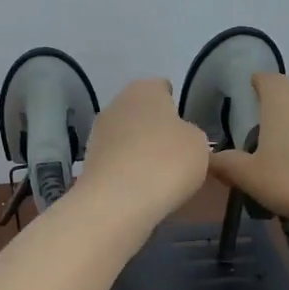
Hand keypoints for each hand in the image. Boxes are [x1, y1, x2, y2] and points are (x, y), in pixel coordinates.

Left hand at [77, 78, 209, 224]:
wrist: (117, 202)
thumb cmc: (166, 162)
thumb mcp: (199, 144)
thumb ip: (191, 134)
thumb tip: (179, 138)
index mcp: (145, 89)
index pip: (163, 88)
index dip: (176, 106)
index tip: (186, 129)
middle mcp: (117, 103)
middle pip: (142, 112)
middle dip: (156, 129)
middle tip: (176, 154)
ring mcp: (98, 132)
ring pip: (127, 136)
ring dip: (140, 150)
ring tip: (160, 176)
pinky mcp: (89, 161)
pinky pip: (117, 160)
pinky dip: (127, 170)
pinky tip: (141, 188)